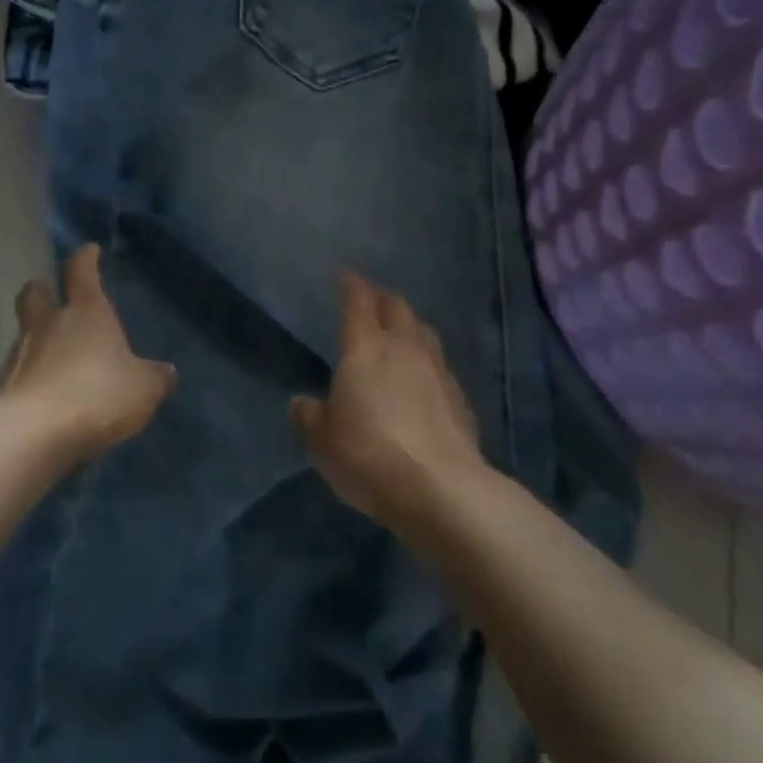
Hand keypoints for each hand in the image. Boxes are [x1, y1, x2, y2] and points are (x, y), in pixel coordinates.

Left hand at [0, 244, 175, 461]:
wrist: (34, 434)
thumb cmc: (97, 395)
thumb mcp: (143, 388)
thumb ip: (154, 377)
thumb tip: (166, 371)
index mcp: (85, 312)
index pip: (81, 270)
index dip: (85, 258)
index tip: (89, 251)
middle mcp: (48, 324)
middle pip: (35, 292)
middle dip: (44, 290)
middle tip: (55, 299)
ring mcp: (20, 354)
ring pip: (25, 334)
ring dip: (38, 340)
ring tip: (57, 361)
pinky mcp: (2, 387)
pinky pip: (18, 373)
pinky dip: (30, 378)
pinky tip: (46, 397)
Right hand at [292, 271, 485, 527]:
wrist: (442, 488)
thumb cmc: (369, 455)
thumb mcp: (323, 441)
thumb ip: (310, 416)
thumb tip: (303, 403)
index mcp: (365, 348)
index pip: (358, 301)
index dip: (350, 284)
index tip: (343, 274)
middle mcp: (404, 348)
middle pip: (397, 307)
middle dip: (381, 298)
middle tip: (370, 302)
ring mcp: (437, 370)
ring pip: (423, 332)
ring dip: (409, 326)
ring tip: (399, 333)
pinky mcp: (460, 397)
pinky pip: (439, 365)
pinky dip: (426, 362)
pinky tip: (422, 379)